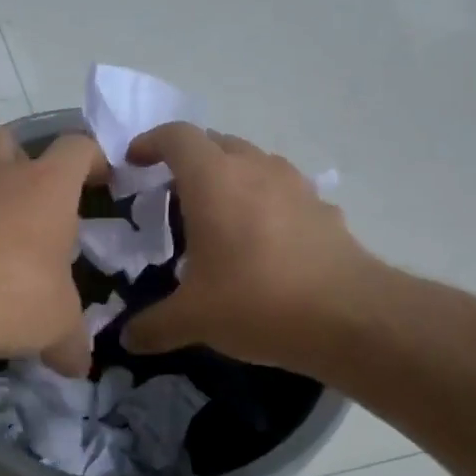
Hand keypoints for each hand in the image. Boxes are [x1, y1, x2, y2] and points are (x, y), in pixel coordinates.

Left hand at [0, 126, 105, 375]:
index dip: (93, 159)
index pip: (77, 148)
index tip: (101, 181)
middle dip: (23, 158)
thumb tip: (79, 367)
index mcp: (47, 187)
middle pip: (9, 139)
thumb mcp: (56, 325)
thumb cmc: (14, 294)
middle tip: (34, 198)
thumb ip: (71, 342)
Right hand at [120, 123, 378, 368]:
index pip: (177, 137)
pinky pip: (282, 191)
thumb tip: (127, 339)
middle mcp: (255, 169)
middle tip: (169, 191)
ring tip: (215, 214)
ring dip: (228, 176)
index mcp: (213, 181)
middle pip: (215, 142)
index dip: (150, 142)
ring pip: (253, 162)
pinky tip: (260, 240)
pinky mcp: (323, 208)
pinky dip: (263, 202)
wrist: (349, 317)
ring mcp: (295, 185)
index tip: (134, 161)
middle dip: (188, 159)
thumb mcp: (192, 319)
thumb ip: (152, 326)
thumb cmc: (256, 302)